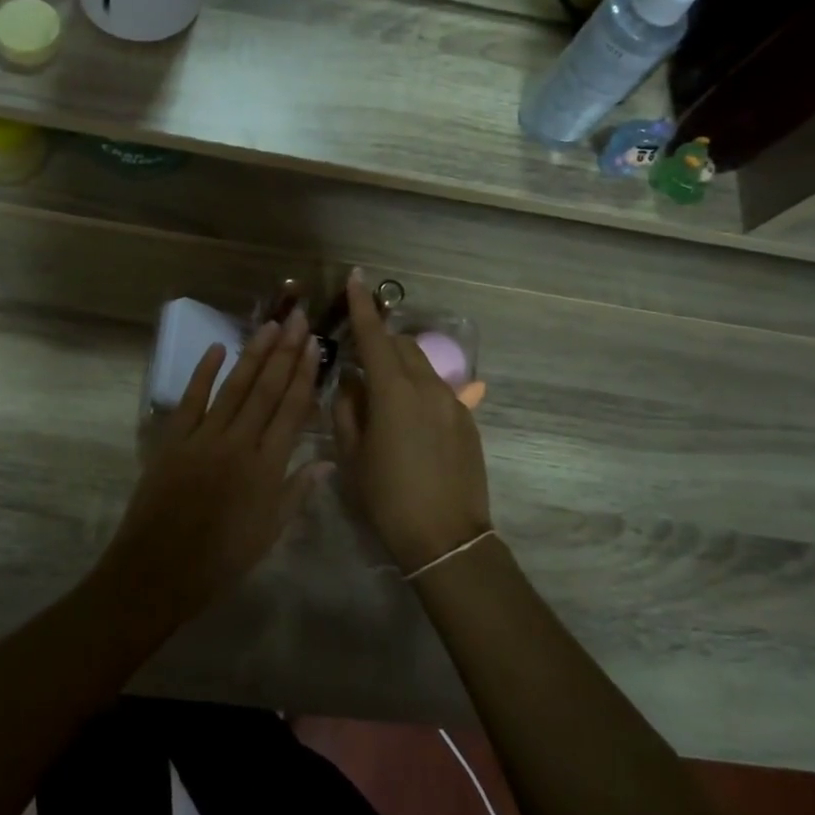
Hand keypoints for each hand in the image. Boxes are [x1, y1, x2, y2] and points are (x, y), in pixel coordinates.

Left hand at [99, 308, 326, 621]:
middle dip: (285, 352)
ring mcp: (203, 438)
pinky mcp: (173, 440)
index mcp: (267, 468)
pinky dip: (203, 373)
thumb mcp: (270, 533)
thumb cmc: (221, 560)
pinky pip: (191, 399)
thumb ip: (298, 492)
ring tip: (270, 325)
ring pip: (234, 387)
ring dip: (253, 354)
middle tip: (298, 318)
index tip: (314, 345)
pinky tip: (217, 348)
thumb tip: (326, 460)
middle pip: (267, 389)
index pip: (292, 410)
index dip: (305, 375)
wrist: (158, 572)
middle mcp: (239, 443)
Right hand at [332, 272, 491, 572]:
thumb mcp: (352, 455)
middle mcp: (426, 386)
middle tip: (358, 354)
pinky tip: (407, 417)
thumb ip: (347, 409)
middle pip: (401, 345)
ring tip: (381, 390)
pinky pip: (437, 388)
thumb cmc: (388, 498)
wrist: (447, 538)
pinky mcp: (467, 419)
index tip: (356, 276)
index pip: (374, 336)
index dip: (362, 305)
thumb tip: (350, 382)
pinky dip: (417, 387)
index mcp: (393, 391)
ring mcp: (452, 402)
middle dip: (379, 339)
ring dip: (399, 364)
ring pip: (422, 365)